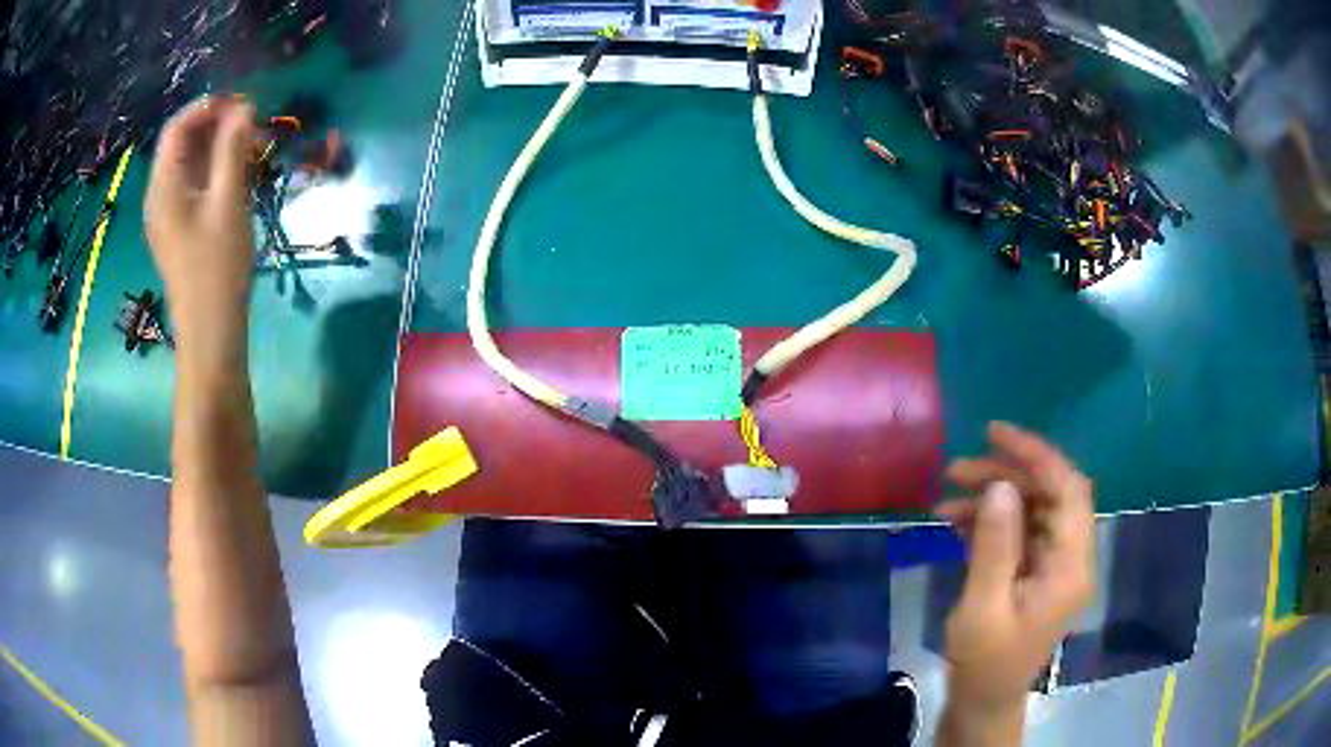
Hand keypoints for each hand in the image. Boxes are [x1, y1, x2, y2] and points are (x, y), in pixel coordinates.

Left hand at [145, 96, 256, 363]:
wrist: (210, 331)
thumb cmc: (217, 268)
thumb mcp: (228, 203)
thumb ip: (232, 150)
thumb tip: (244, 109)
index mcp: (164, 186)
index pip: (177, 128)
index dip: (207, 106)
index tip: (243, 103)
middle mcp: (159, 195)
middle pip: (182, 143)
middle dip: (216, 125)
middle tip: (253, 123)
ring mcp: (167, 214)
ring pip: (189, 163)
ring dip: (218, 146)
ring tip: (251, 146)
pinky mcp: (178, 228)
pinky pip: (193, 184)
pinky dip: (214, 170)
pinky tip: (238, 174)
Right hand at [935, 423, 1095, 741]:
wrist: (984, 700)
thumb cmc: (985, 662)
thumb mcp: (983, 607)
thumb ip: (995, 546)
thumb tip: (1000, 486)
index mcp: (1070, 566)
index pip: (1068, 490)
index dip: (1037, 455)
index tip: (995, 434)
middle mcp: (1070, 557)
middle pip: (1050, 494)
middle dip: (1006, 474)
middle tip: (957, 468)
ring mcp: (1053, 564)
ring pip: (1032, 509)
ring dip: (994, 497)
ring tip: (947, 495)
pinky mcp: (1035, 571)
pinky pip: (1019, 531)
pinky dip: (990, 520)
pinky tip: (955, 521)